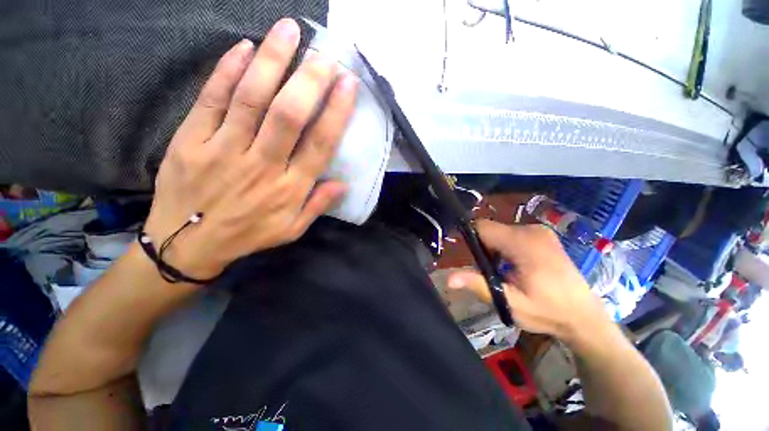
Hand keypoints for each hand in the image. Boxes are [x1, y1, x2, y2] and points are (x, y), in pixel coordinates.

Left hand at [143, 18, 357, 279]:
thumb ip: (318, 206)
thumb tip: (343, 184)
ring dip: (272, 61)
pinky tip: (244, 47)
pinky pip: (211, 99)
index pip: (319, 144)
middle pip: (288, 115)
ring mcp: (223, 149)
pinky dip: (227, 70)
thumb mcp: (292, 230)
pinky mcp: (191, 140)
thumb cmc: (247, 235)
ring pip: (251, 98)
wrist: (187, 244)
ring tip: (288, 30)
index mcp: (289, 188)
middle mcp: (262, 165)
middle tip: (325, 52)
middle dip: (309, 80)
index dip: (336, 112)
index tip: (348, 84)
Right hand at [448, 220, 613, 344]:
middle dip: (485, 249)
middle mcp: (532, 230)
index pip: (482, 227)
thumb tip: (448, 279)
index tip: (477, 262)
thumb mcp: (510, 303)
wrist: (585, 317)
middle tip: (495, 274)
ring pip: (500, 232)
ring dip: (495, 249)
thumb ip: (479, 285)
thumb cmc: (548, 312)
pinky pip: (512, 234)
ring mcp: (540, 231)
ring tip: (507, 273)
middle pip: (491, 230)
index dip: (472, 241)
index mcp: (524, 243)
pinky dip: (507, 248)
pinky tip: (517, 267)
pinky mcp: (544, 235)